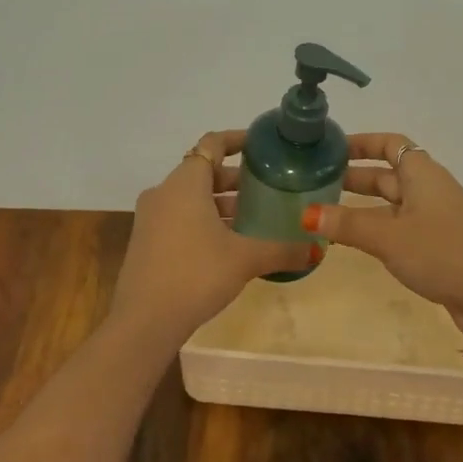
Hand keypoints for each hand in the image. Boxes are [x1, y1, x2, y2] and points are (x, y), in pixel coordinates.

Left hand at [111, 130, 317, 344]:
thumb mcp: (245, 259)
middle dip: (235, 178)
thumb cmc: (196, 274)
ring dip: (220, 202)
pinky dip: (204, 219)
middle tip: (267, 187)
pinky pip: (179, 217)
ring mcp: (150, 217)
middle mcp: (164, 192)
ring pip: (191, 197)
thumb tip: (318, 249)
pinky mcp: (146, 241)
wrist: (144, 321)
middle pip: (202, 171)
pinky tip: (228, 243)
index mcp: (185, 183)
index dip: (237, 140)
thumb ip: (282, 250)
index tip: (261, 145)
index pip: (212, 144)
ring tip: (253, 217)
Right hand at [301, 134, 462, 343]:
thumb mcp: (389, 237)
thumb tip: (307, 214)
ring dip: (362, 205)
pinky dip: (377, 228)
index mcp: (422, 174)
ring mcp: (435, 217)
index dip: (361, 143)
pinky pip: (400, 226)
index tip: (330, 149)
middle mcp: (429, 189)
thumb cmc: (442, 253)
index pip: (390, 144)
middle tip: (317, 182)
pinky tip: (355, 241)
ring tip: (326, 212)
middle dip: (354, 176)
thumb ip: (348, 225)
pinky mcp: (437, 244)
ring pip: (392, 203)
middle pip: (388, 174)